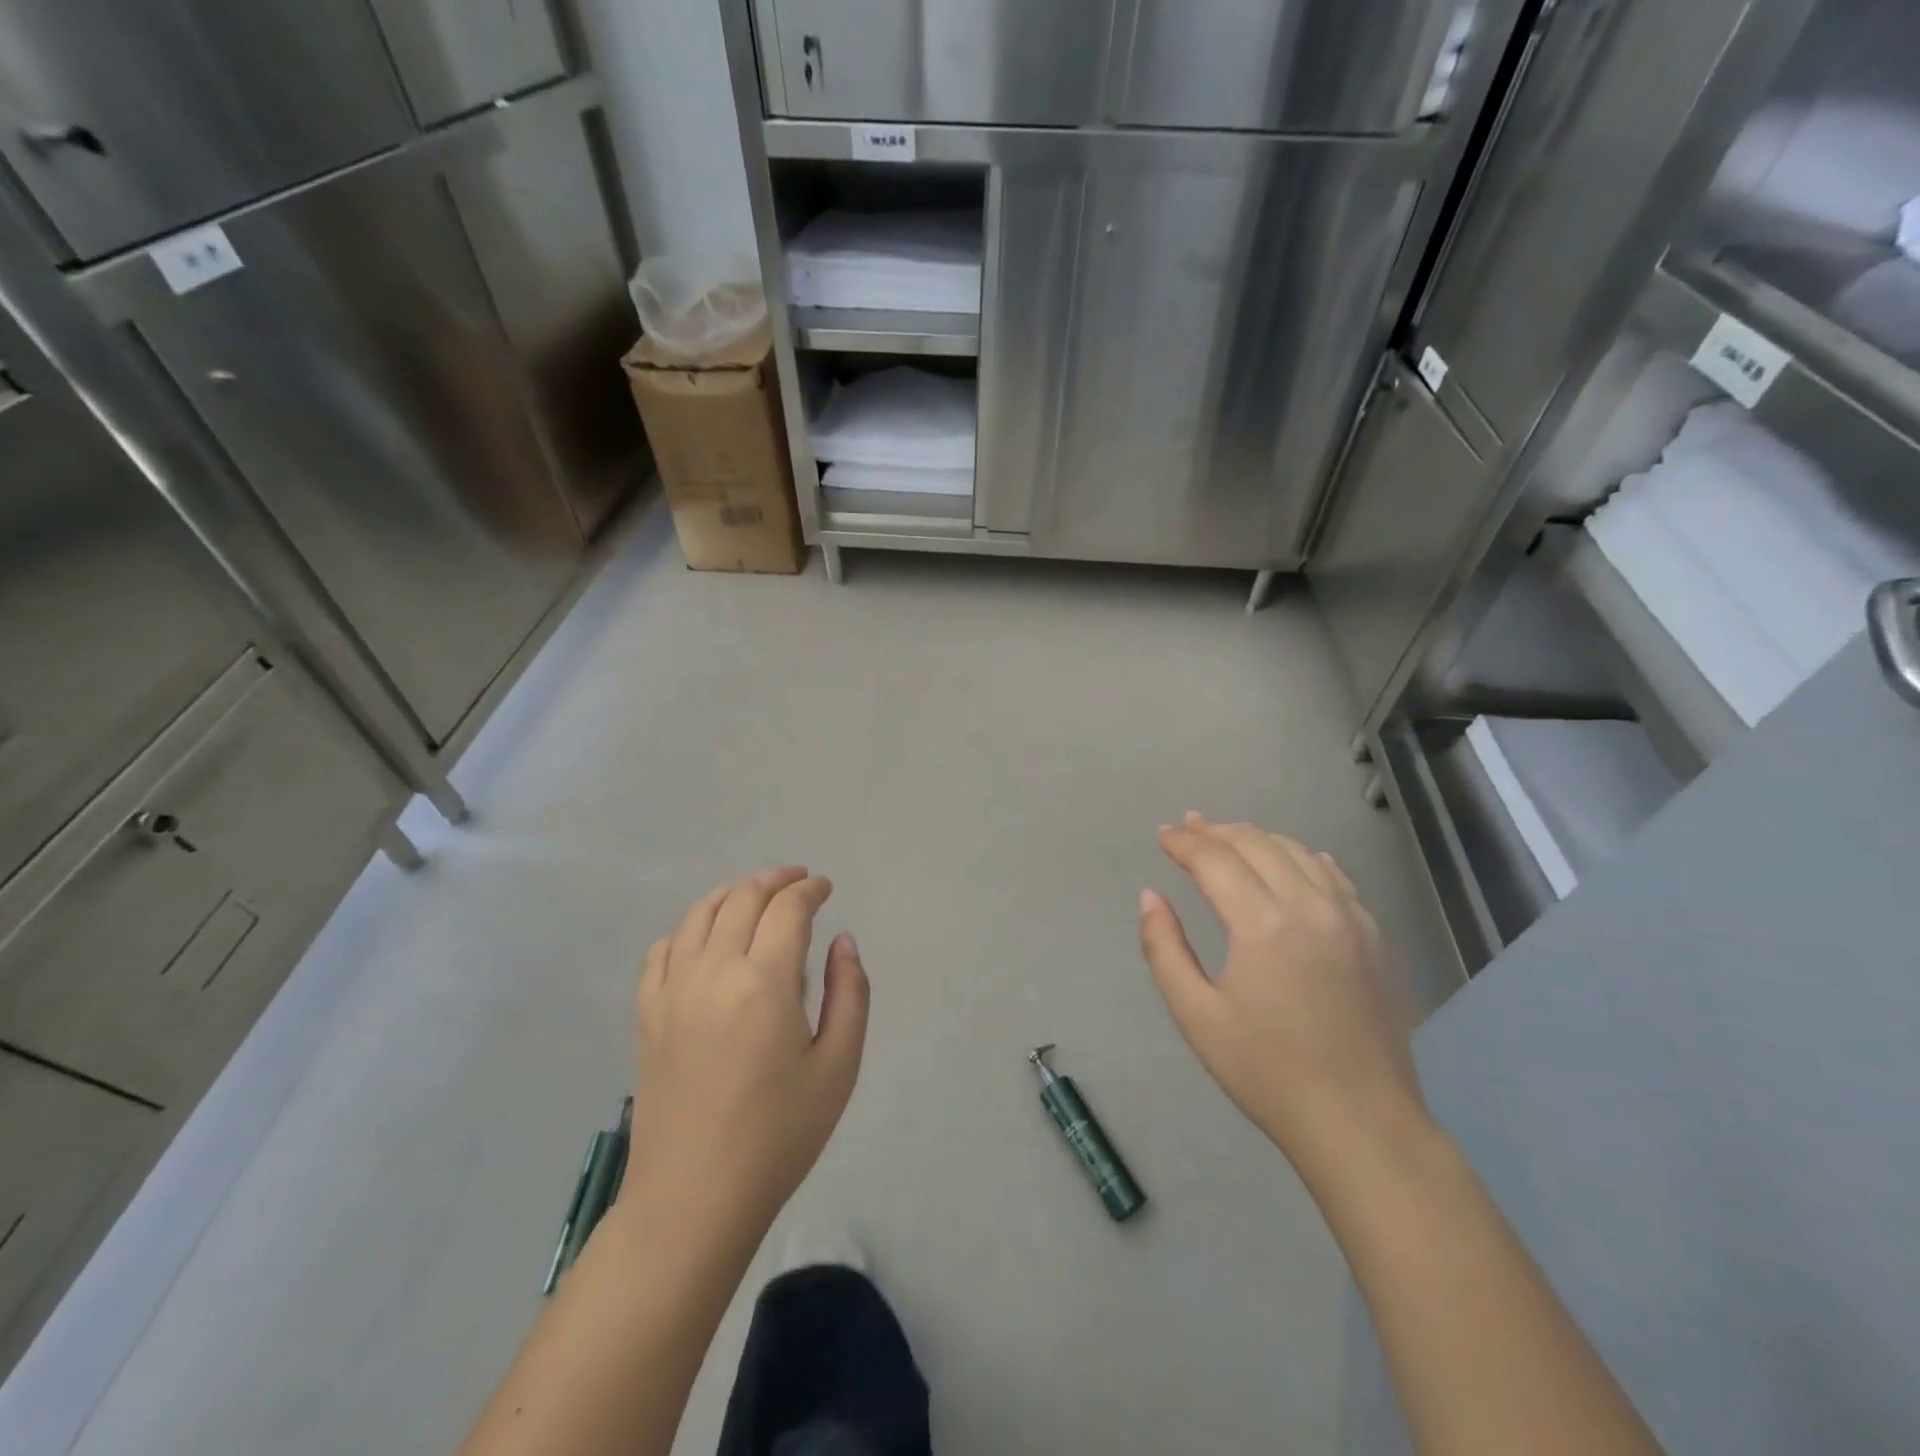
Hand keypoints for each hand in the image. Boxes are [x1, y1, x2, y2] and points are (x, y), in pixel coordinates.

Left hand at [623, 868, 869, 1236]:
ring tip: (756, 895)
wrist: (694, 1198)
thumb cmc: (779, 1136)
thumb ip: (849, 993)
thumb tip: (842, 941)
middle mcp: (712, 972)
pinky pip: (663, 949)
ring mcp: (671, 991)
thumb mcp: (838, 1066)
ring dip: (733, 893)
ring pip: (699, 914)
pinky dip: (689, 928)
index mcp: (764, 983)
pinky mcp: (646, 1014)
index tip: (825, 888)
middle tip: (798, 881)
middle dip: (775, 880)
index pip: (787, 909)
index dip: (809, 890)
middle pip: (742, 899)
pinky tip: (704, 938)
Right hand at [1139, 814, 1430, 1184]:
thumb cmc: (1267, 1072)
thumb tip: (1150, 897)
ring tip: (1229, 836)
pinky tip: (1291, 860)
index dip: (1185, 843)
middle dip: (1217, 831)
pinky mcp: (1372, 937)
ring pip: (1298, 852)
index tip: (1163, 835)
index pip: (1216, 860)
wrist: (1361, 1123)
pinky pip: (1333, 876)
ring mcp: (1349, 919)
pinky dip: (1302, 857)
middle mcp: (1309, 906)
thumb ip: (1165, 949)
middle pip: (1257, 845)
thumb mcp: (1197, 1015)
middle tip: (1188, 826)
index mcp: (1262, 924)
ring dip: (1258, 838)